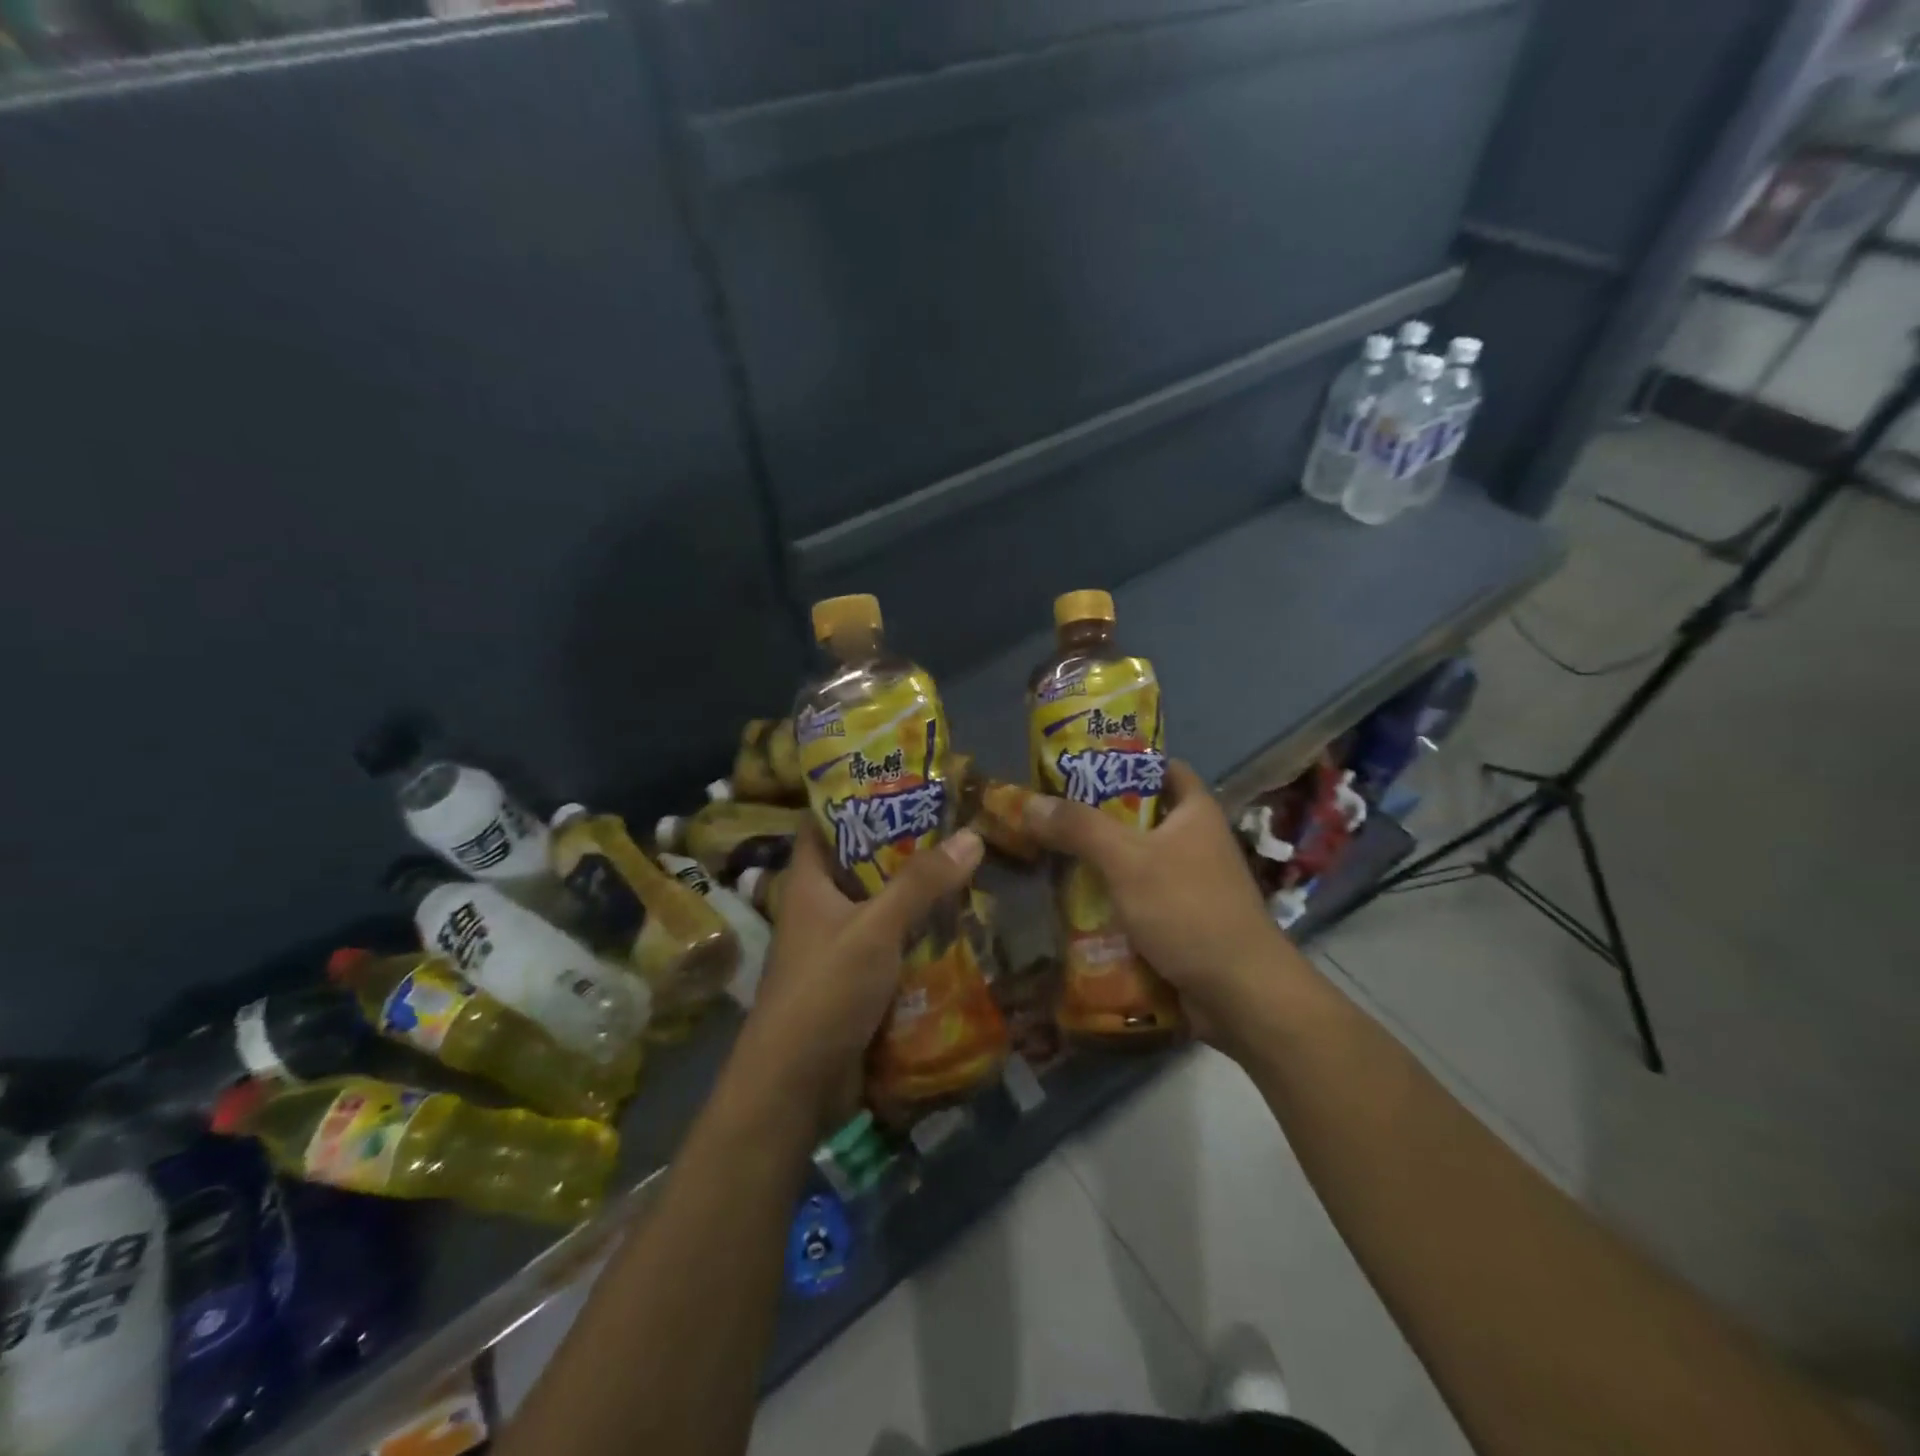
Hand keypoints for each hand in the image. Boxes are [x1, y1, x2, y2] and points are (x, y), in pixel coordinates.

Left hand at [732, 824, 984, 1127]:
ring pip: (882, 906)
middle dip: (903, 846)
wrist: (796, 1087)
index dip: (855, 798)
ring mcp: (838, 946)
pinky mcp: (856, 981)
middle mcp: (820, 908)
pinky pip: (892, 945)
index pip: (824, 824)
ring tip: (967, 865)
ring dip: (917, 893)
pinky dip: (919, 934)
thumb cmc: (825, 991)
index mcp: (808, 883)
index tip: (901, 780)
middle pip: (861, 864)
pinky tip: (959, 922)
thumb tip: (971, 834)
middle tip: (954, 821)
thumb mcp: (875, 929)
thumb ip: (921, 884)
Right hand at [1023, 760, 1299, 1051]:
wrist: (1241, 994)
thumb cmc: (1188, 909)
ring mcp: (1189, 883)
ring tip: (1049, 857)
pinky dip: (1110, 899)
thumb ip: (1079, 828)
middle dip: (1096, 818)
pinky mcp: (1181, 920)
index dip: (1122, 763)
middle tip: (1049, 816)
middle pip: (1139, 817)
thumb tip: (1030, 803)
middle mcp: (1195, 841)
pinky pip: (1138, 899)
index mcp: (1194, 812)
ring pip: (1135, 861)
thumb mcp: (1127, 861)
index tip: (1078, 768)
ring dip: (1099, 863)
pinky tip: (1073, 903)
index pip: (1160, 769)